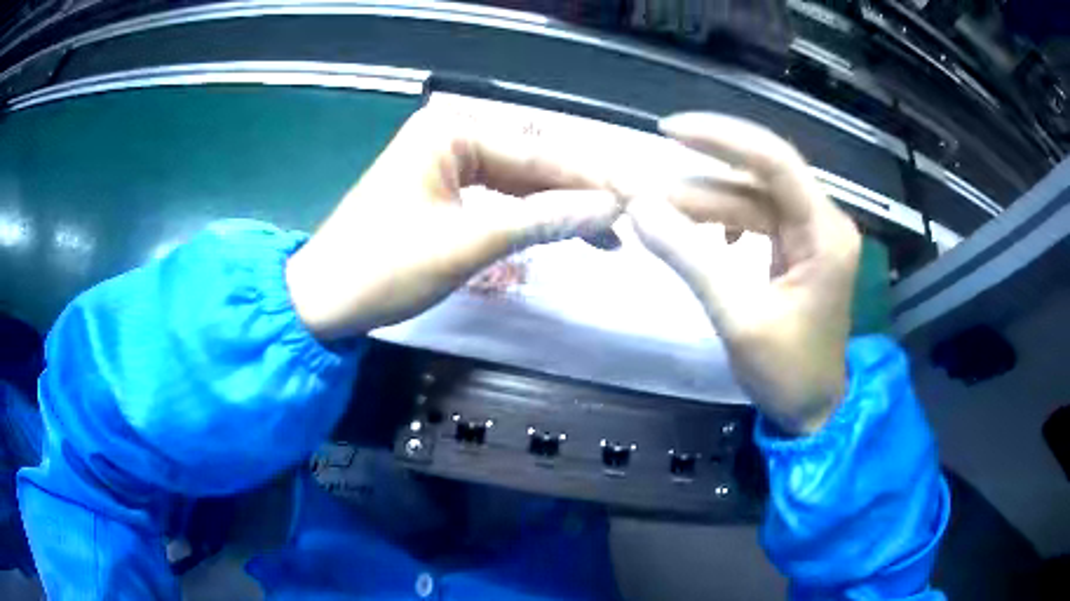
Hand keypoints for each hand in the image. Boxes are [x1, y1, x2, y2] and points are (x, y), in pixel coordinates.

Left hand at [285, 107, 622, 338]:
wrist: (324, 300)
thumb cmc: (385, 268)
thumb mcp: (468, 244)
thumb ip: (542, 221)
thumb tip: (609, 210)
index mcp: (451, 133)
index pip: (537, 155)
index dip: (589, 182)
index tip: (635, 204)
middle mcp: (449, 135)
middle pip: (529, 164)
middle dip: (576, 195)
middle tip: (626, 224)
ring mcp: (442, 161)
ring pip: (515, 181)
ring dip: (555, 208)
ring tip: (602, 234)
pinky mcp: (438, 188)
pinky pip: (494, 195)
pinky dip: (525, 215)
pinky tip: (558, 228)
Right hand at [627, 114, 861, 434]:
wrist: (815, 410)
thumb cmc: (788, 373)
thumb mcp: (738, 318)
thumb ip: (690, 258)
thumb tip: (637, 208)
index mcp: (824, 233)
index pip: (774, 162)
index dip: (721, 138)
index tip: (667, 130)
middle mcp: (823, 221)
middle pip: (759, 178)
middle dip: (700, 179)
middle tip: (644, 187)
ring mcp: (812, 234)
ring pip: (752, 199)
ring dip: (705, 202)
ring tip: (656, 211)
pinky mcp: (798, 249)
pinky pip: (756, 220)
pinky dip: (722, 222)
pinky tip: (699, 233)